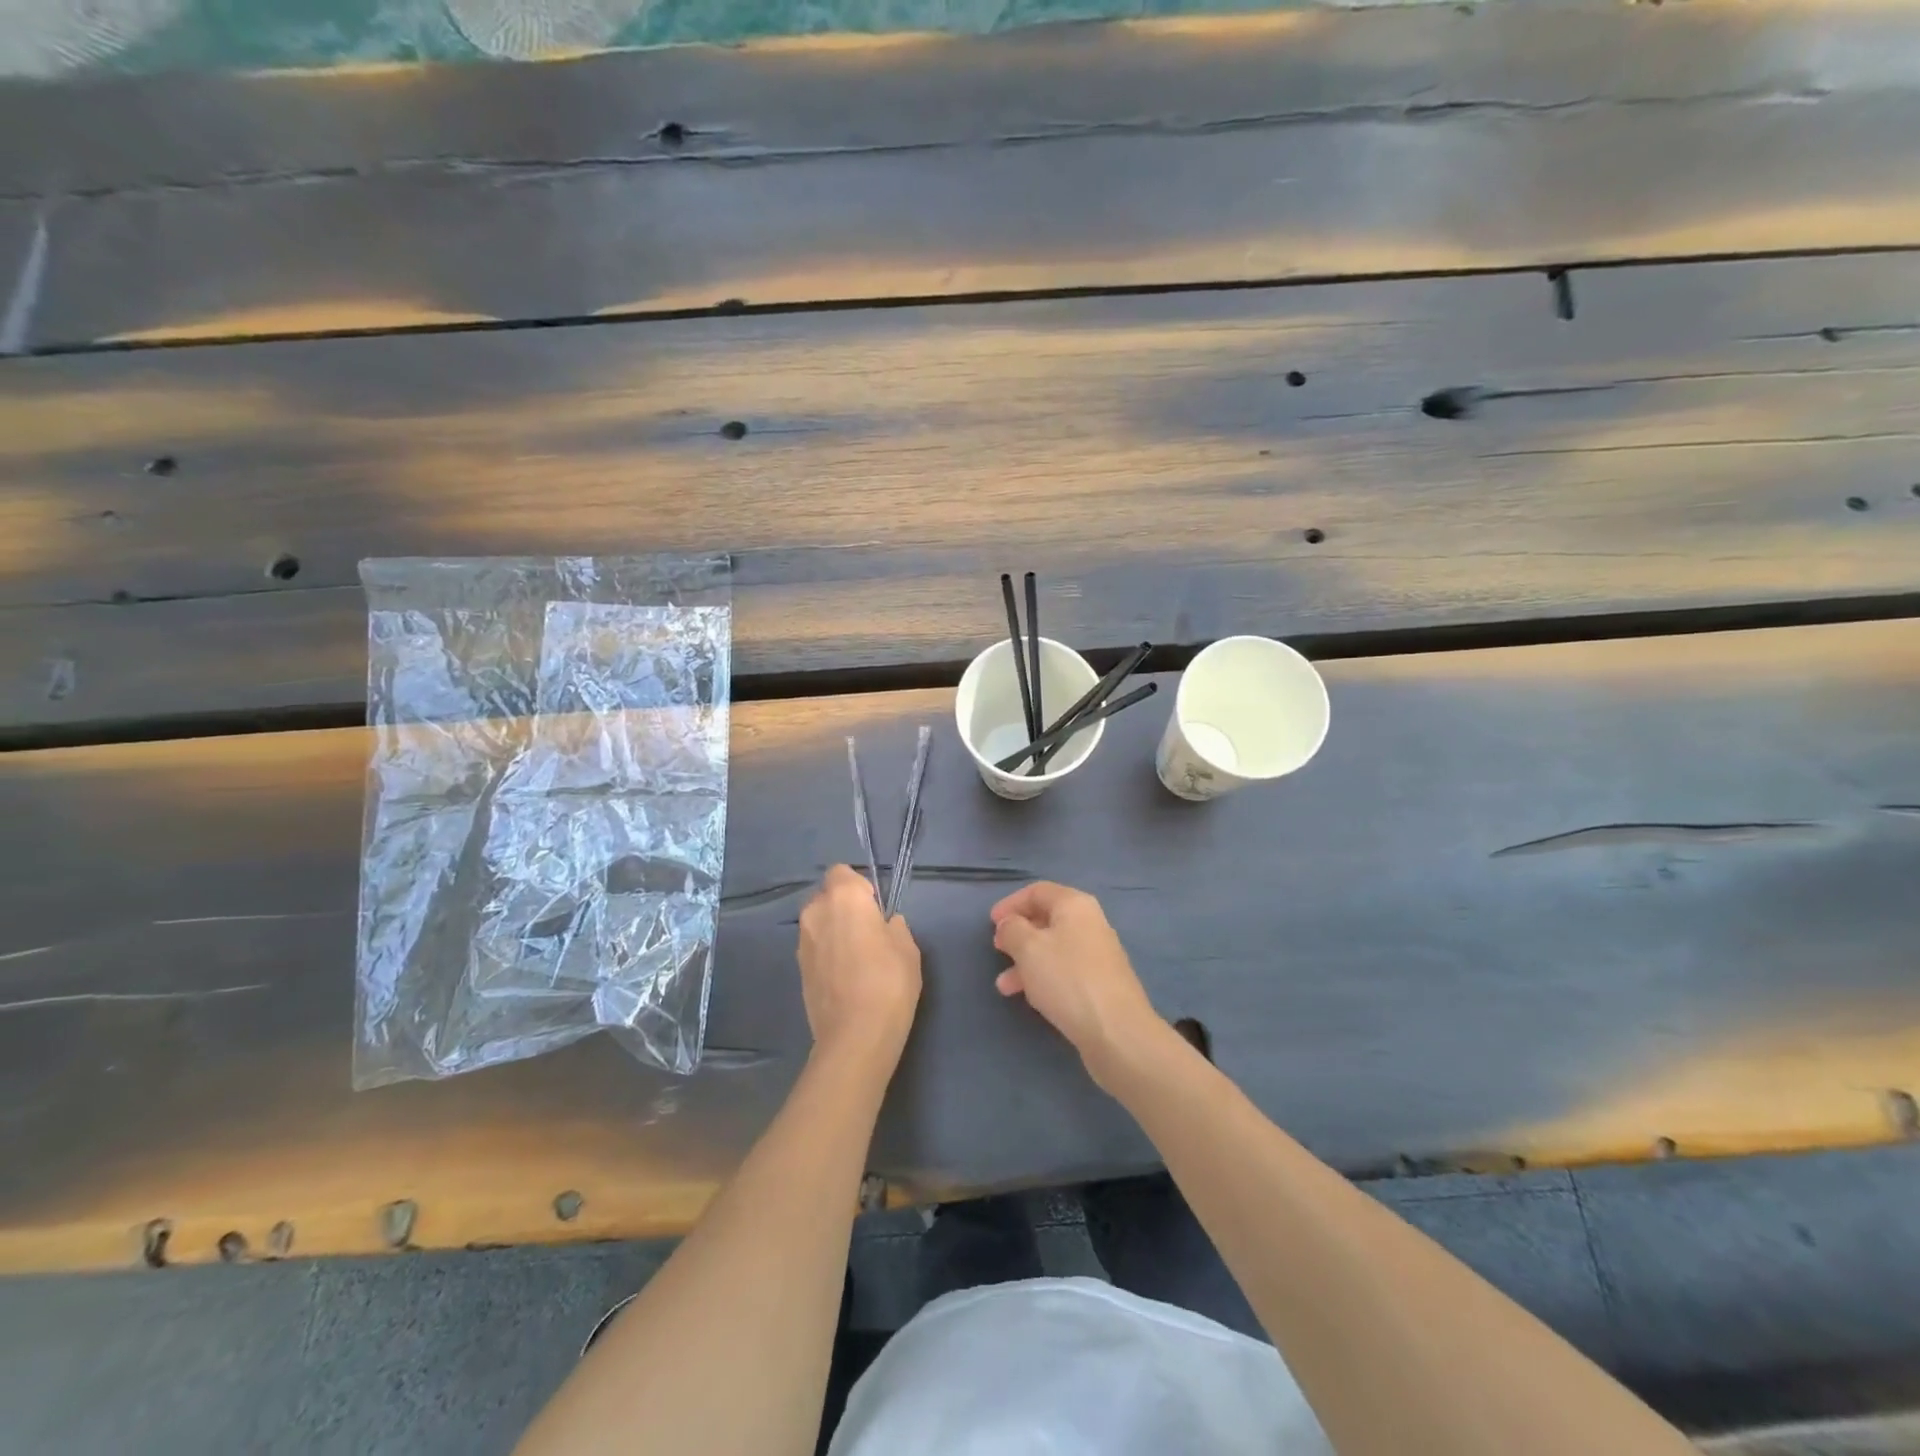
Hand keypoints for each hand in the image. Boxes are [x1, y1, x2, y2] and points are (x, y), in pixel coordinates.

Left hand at [797, 865, 921, 1067]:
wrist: (855, 1036)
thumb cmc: (888, 982)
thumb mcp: (907, 947)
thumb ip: (894, 926)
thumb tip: (885, 924)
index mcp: (843, 897)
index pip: (842, 872)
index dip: (859, 886)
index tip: (875, 907)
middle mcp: (816, 912)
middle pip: (827, 896)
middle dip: (844, 907)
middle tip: (868, 931)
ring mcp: (802, 941)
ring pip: (819, 922)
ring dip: (834, 930)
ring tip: (857, 957)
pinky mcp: (798, 968)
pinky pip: (815, 947)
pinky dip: (827, 953)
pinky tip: (845, 976)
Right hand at [991, 882, 1166, 1086]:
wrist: (1116, 1031)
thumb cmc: (1067, 979)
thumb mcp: (1028, 948)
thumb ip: (1012, 929)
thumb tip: (1010, 924)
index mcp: (1075, 905)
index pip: (1037, 891)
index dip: (1011, 904)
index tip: (991, 923)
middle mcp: (1090, 923)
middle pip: (1046, 919)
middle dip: (1018, 934)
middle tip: (997, 950)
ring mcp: (1097, 954)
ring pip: (1053, 949)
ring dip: (1025, 962)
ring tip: (1004, 986)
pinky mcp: (1100, 983)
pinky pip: (1064, 971)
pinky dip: (1043, 977)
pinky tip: (1030, 997)